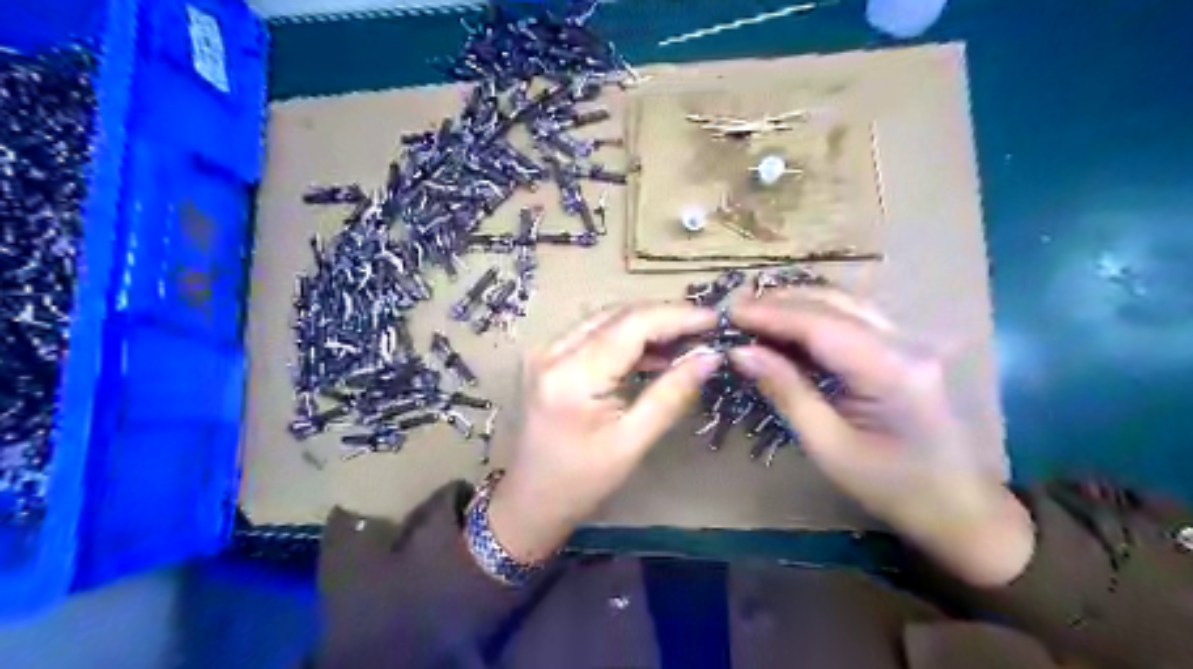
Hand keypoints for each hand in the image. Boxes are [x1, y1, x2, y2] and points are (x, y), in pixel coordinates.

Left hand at [484, 304, 716, 564]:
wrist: (530, 500)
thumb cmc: (581, 482)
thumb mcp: (632, 442)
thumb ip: (672, 394)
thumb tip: (710, 357)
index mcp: (571, 376)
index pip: (632, 325)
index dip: (677, 316)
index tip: (715, 318)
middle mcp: (553, 352)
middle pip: (618, 315)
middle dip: (665, 316)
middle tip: (706, 328)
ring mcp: (546, 351)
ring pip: (607, 319)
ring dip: (648, 324)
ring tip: (687, 339)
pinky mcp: (548, 357)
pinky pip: (594, 333)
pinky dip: (627, 337)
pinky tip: (655, 352)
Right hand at [727, 291, 1034, 586]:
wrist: (960, 507)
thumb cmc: (892, 487)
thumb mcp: (828, 446)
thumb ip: (786, 391)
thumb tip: (740, 352)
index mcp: (890, 370)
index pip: (819, 324)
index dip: (770, 313)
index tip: (729, 311)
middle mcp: (905, 343)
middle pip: (834, 303)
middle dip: (781, 301)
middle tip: (735, 307)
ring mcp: (910, 341)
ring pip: (845, 304)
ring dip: (797, 303)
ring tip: (754, 310)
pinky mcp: (905, 348)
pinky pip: (854, 319)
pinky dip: (816, 316)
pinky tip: (789, 324)